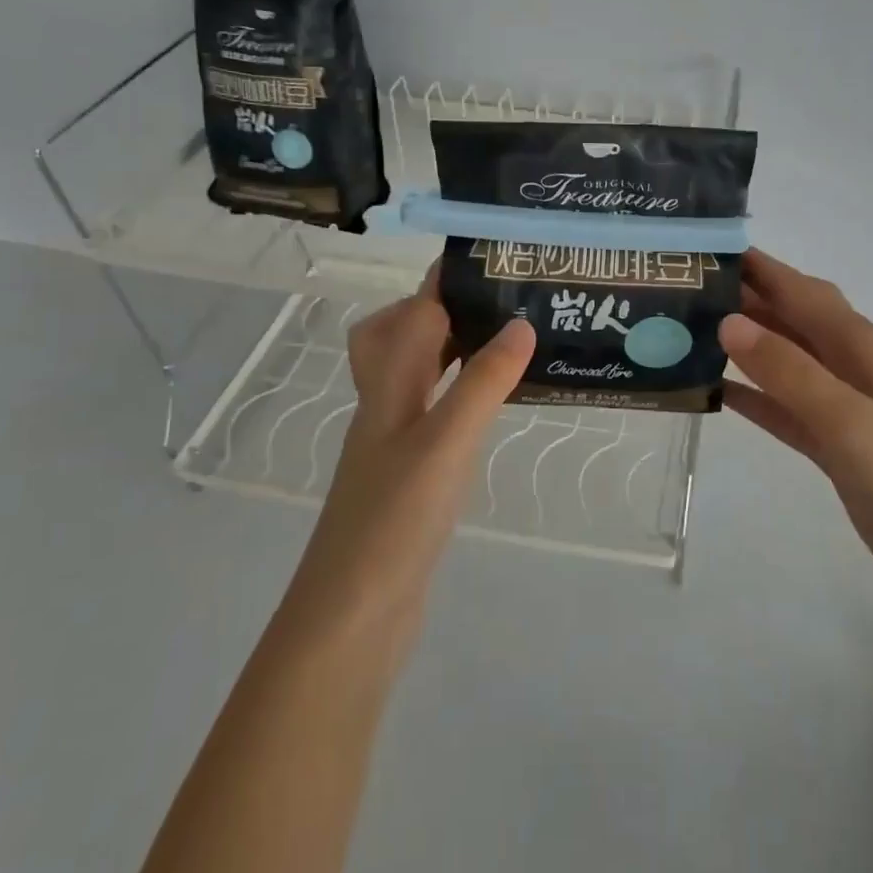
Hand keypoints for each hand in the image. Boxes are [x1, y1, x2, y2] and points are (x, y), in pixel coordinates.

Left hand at [288, 270, 534, 650]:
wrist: (351, 619)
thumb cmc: (394, 522)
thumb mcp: (446, 443)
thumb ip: (483, 382)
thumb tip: (520, 323)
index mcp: (388, 388)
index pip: (411, 314)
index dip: (441, 281)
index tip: (484, 254)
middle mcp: (385, 407)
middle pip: (399, 338)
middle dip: (440, 309)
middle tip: (497, 300)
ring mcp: (394, 444)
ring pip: (418, 376)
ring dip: (452, 350)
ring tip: (505, 342)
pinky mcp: (409, 477)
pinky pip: (434, 413)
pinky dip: (460, 396)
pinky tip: (490, 408)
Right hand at [719, 250, 872, 605]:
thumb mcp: (848, 420)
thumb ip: (789, 371)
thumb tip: (727, 322)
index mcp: (855, 343)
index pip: (796, 287)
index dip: (754, 264)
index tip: (701, 248)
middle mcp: (844, 363)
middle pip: (785, 315)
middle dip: (740, 297)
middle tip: (680, 289)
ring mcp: (837, 403)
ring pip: (779, 357)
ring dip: (740, 342)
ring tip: (684, 331)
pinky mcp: (828, 441)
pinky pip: (778, 405)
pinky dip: (749, 393)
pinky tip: (712, 389)